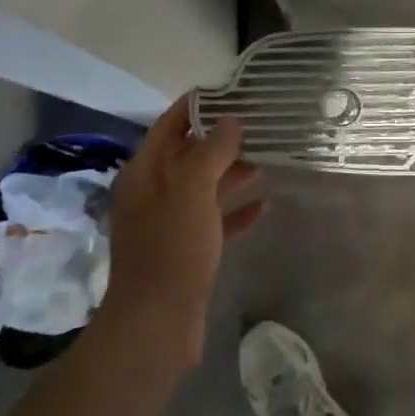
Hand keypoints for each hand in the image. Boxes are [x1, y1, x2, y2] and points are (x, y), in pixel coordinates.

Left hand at [99, 95, 265, 369]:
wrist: (156, 323)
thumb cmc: (171, 247)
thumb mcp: (192, 189)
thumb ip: (212, 150)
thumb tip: (230, 120)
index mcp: (146, 172)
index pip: (170, 126)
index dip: (196, 107)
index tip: (230, 92)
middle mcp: (155, 193)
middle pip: (189, 155)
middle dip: (222, 139)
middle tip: (260, 125)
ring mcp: (170, 224)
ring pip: (205, 188)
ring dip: (233, 173)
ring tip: (268, 159)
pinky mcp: (187, 251)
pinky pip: (215, 221)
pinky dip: (237, 211)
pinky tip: (265, 206)